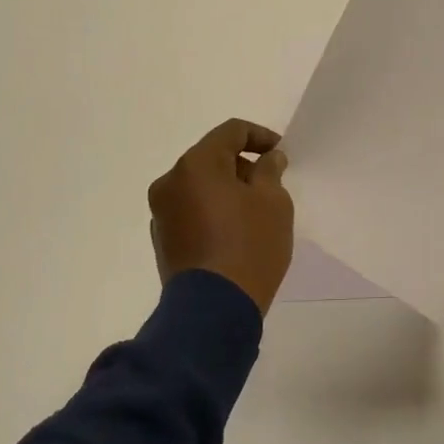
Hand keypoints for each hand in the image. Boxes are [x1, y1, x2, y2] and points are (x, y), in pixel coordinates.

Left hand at [148, 119, 294, 313]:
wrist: (213, 311)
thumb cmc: (250, 246)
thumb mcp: (274, 202)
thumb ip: (270, 171)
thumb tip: (268, 159)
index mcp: (196, 165)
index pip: (231, 131)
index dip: (260, 136)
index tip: (281, 154)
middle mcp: (170, 182)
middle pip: (212, 157)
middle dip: (243, 164)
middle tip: (272, 184)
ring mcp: (161, 213)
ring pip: (200, 185)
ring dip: (227, 188)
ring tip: (256, 210)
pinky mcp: (163, 240)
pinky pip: (192, 210)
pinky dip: (213, 210)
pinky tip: (236, 231)